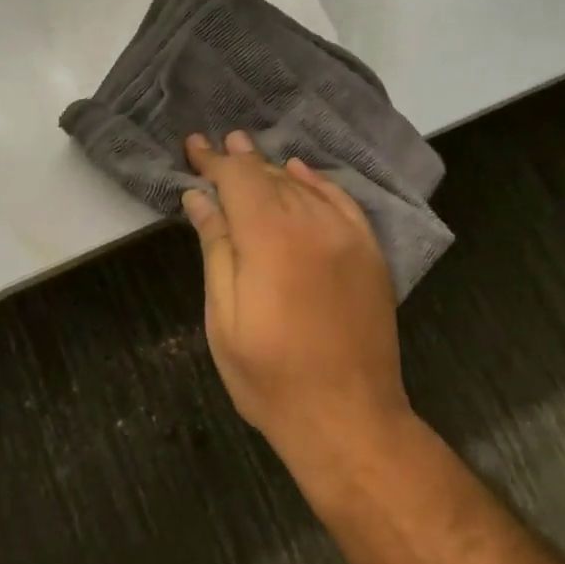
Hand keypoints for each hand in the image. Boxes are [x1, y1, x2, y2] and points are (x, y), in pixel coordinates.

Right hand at [182, 131, 410, 459]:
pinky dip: (317, 182)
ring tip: (247, 152)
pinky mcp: (370, 253)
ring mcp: (348, 236)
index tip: (193, 146)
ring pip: (303, 186)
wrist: (349, 418)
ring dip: (273, 168)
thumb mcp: (225, 318)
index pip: (238, 179)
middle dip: (239, 160)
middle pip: (271, 177)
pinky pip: (341, 201)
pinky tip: (300, 172)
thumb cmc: (272, 377)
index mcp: (272, 238)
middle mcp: (314, 224)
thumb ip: (217, 248)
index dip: (214, 161)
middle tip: (216, 145)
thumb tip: (200, 198)